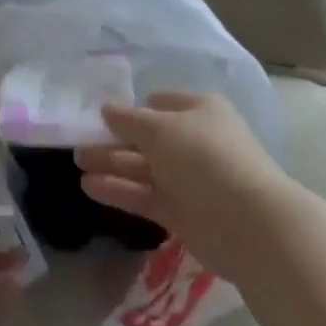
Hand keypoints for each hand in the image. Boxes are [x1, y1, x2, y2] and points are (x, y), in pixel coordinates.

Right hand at [74, 92, 291, 278]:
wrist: (247, 222)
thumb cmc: (204, 157)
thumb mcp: (160, 128)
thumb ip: (129, 120)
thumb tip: (107, 109)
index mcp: (200, 111)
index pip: (160, 104)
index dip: (132, 108)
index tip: (100, 114)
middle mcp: (195, 142)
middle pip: (148, 138)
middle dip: (113, 139)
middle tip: (78, 142)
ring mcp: (190, 179)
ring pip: (144, 168)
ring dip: (111, 165)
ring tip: (77, 163)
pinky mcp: (182, 213)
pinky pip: (145, 195)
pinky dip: (119, 191)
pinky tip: (89, 186)